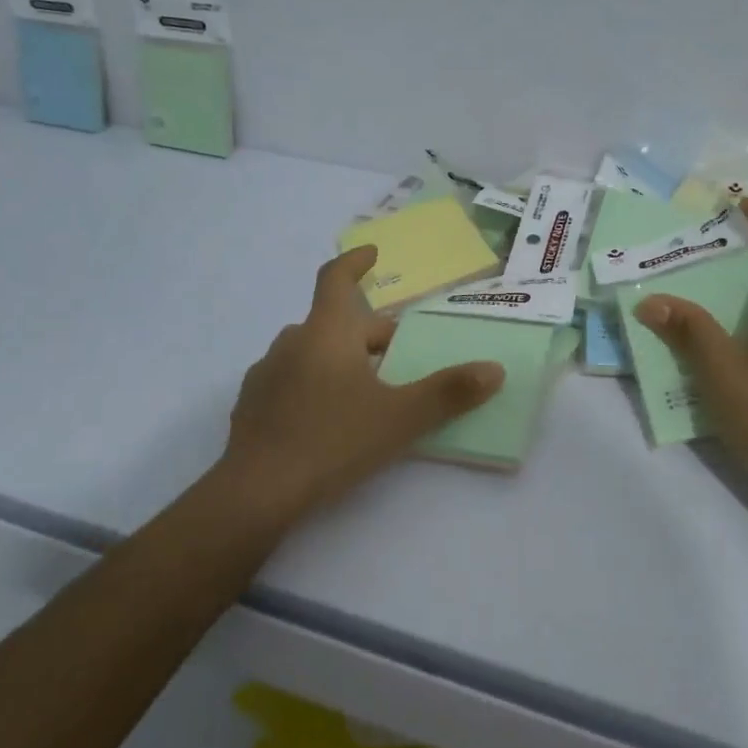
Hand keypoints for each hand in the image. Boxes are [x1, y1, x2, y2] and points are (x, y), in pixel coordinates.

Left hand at [221, 246, 505, 516]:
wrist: (257, 493)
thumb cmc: (333, 442)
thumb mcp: (400, 418)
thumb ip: (449, 392)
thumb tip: (495, 370)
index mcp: (326, 333)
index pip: (336, 279)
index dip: (355, 262)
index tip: (372, 253)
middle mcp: (292, 343)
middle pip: (334, 323)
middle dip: (369, 334)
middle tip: (400, 355)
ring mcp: (266, 374)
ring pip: (311, 351)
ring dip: (340, 358)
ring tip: (367, 389)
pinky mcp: (252, 405)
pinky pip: (290, 380)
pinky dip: (314, 384)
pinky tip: (327, 419)